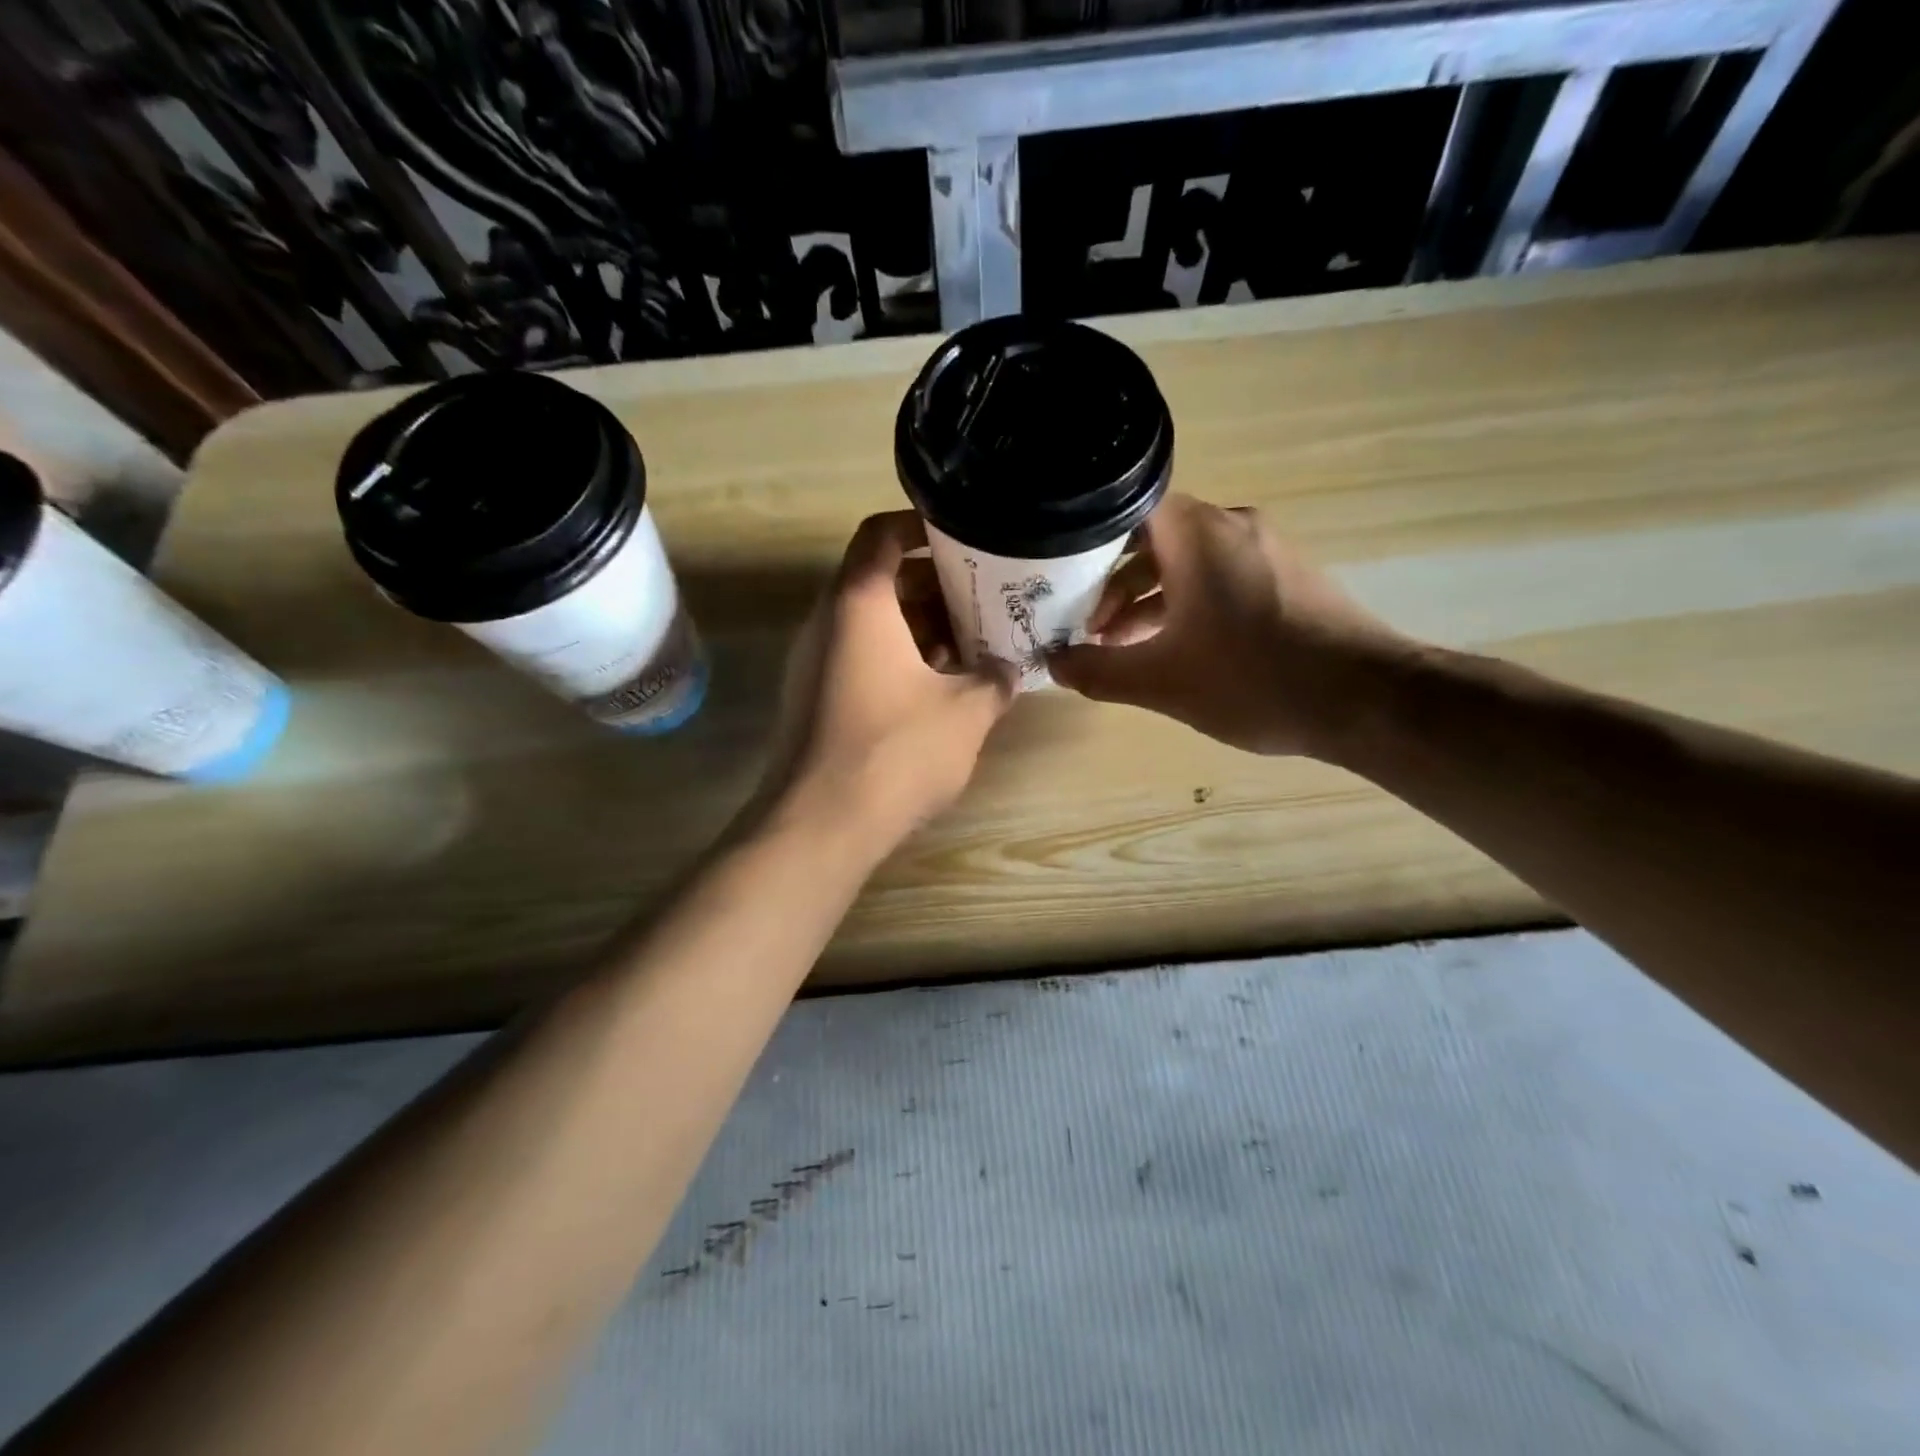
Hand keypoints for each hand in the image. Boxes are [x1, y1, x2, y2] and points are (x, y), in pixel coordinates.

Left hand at [761, 511, 1016, 852]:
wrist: (820, 825)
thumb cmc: (895, 751)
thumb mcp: (966, 711)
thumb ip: (994, 679)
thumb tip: (1008, 669)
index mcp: (858, 603)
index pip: (880, 534)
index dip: (920, 525)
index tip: (961, 536)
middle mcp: (827, 622)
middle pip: (878, 580)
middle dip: (932, 585)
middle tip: (982, 597)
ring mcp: (814, 663)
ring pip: (870, 625)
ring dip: (919, 627)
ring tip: (970, 645)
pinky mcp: (814, 700)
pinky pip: (859, 659)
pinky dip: (898, 659)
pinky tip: (939, 688)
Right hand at [1048, 494, 1412, 756]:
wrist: (1367, 700)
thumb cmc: (1253, 679)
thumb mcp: (1161, 683)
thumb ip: (1099, 672)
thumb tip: (1053, 665)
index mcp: (1198, 534)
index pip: (1126, 507)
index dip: (1086, 539)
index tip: (1059, 577)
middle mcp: (1232, 526)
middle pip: (1154, 538)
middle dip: (1113, 583)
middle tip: (1086, 625)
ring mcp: (1265, 550)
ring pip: (1187, 561)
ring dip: (1149, 599)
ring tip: (1121, 646)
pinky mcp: (1287, 577)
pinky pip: (1220, 577)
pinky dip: (1187, 604)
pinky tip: (1174, 649)